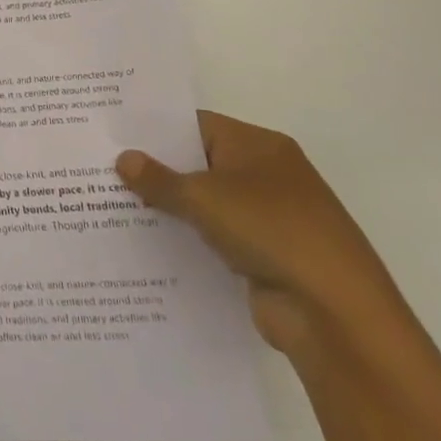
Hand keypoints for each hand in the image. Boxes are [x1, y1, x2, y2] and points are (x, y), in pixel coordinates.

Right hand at [117, 112, 407, 359]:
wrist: (336, 315)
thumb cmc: (272, 231)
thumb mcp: (204, 197)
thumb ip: (159, 179)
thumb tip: (123, 158)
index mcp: (260, 145)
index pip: (196, 124)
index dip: (155, 129)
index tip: (114, 134)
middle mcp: (268, 174)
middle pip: (200, 163)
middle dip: (157, 169)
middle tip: (104, 168)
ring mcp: (270, 218)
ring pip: (207, 203)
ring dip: (171, 207)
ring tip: (114, 204)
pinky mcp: (266, 256)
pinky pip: (216, 237)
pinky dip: (189, 239)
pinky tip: (149, 242)